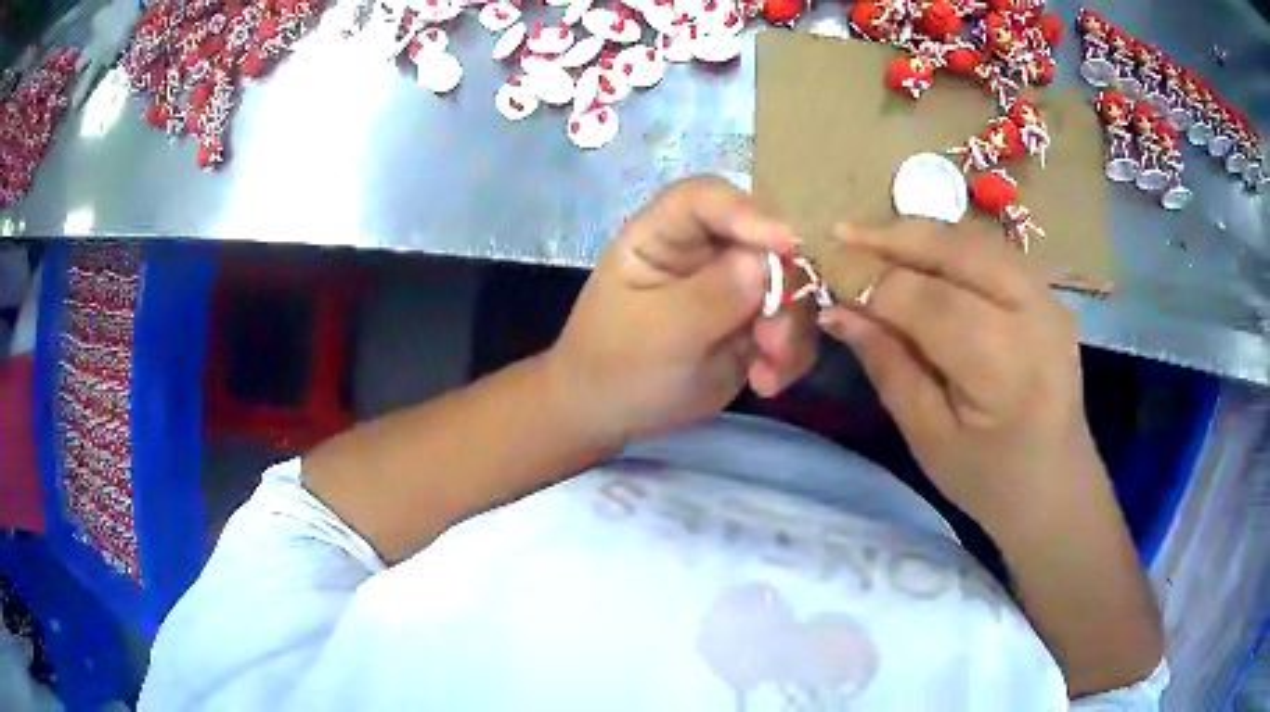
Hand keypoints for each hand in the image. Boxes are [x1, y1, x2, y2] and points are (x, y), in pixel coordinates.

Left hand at [547, 176, 816, 444]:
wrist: (609, 415)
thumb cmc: (613, 365)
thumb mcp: (657, 332)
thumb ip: (710, 296)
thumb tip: (764, 263)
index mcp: (662, 234)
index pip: (705, 199)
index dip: (747, 212)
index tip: (786, 243)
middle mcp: (704, 251)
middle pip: (764, 239)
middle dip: (784, 286)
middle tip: (775, 339)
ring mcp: (734, 286)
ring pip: (789, 286)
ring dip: (790, 329)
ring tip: (766, 372)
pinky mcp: (754, 324)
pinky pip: (792, 326)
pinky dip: (790, 355)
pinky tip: (765, 382)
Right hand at [817, 221, 1104, 534]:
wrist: (1057, 486)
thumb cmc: (989, 480)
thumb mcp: (928, 438)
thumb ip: (887, 366)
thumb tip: (837, 312)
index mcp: (1003, 366)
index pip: (926, 300)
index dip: (873, 285)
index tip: (830, 285)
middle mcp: (1033, 315)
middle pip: (956, 249)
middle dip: (894, 237)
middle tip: (843, 236)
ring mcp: (1048, 297)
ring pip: (975, 239)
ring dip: (922, 234)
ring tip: (876, 242)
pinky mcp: (1049, 293)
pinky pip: (992, 250)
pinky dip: (951, 245)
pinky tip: (924, 258)